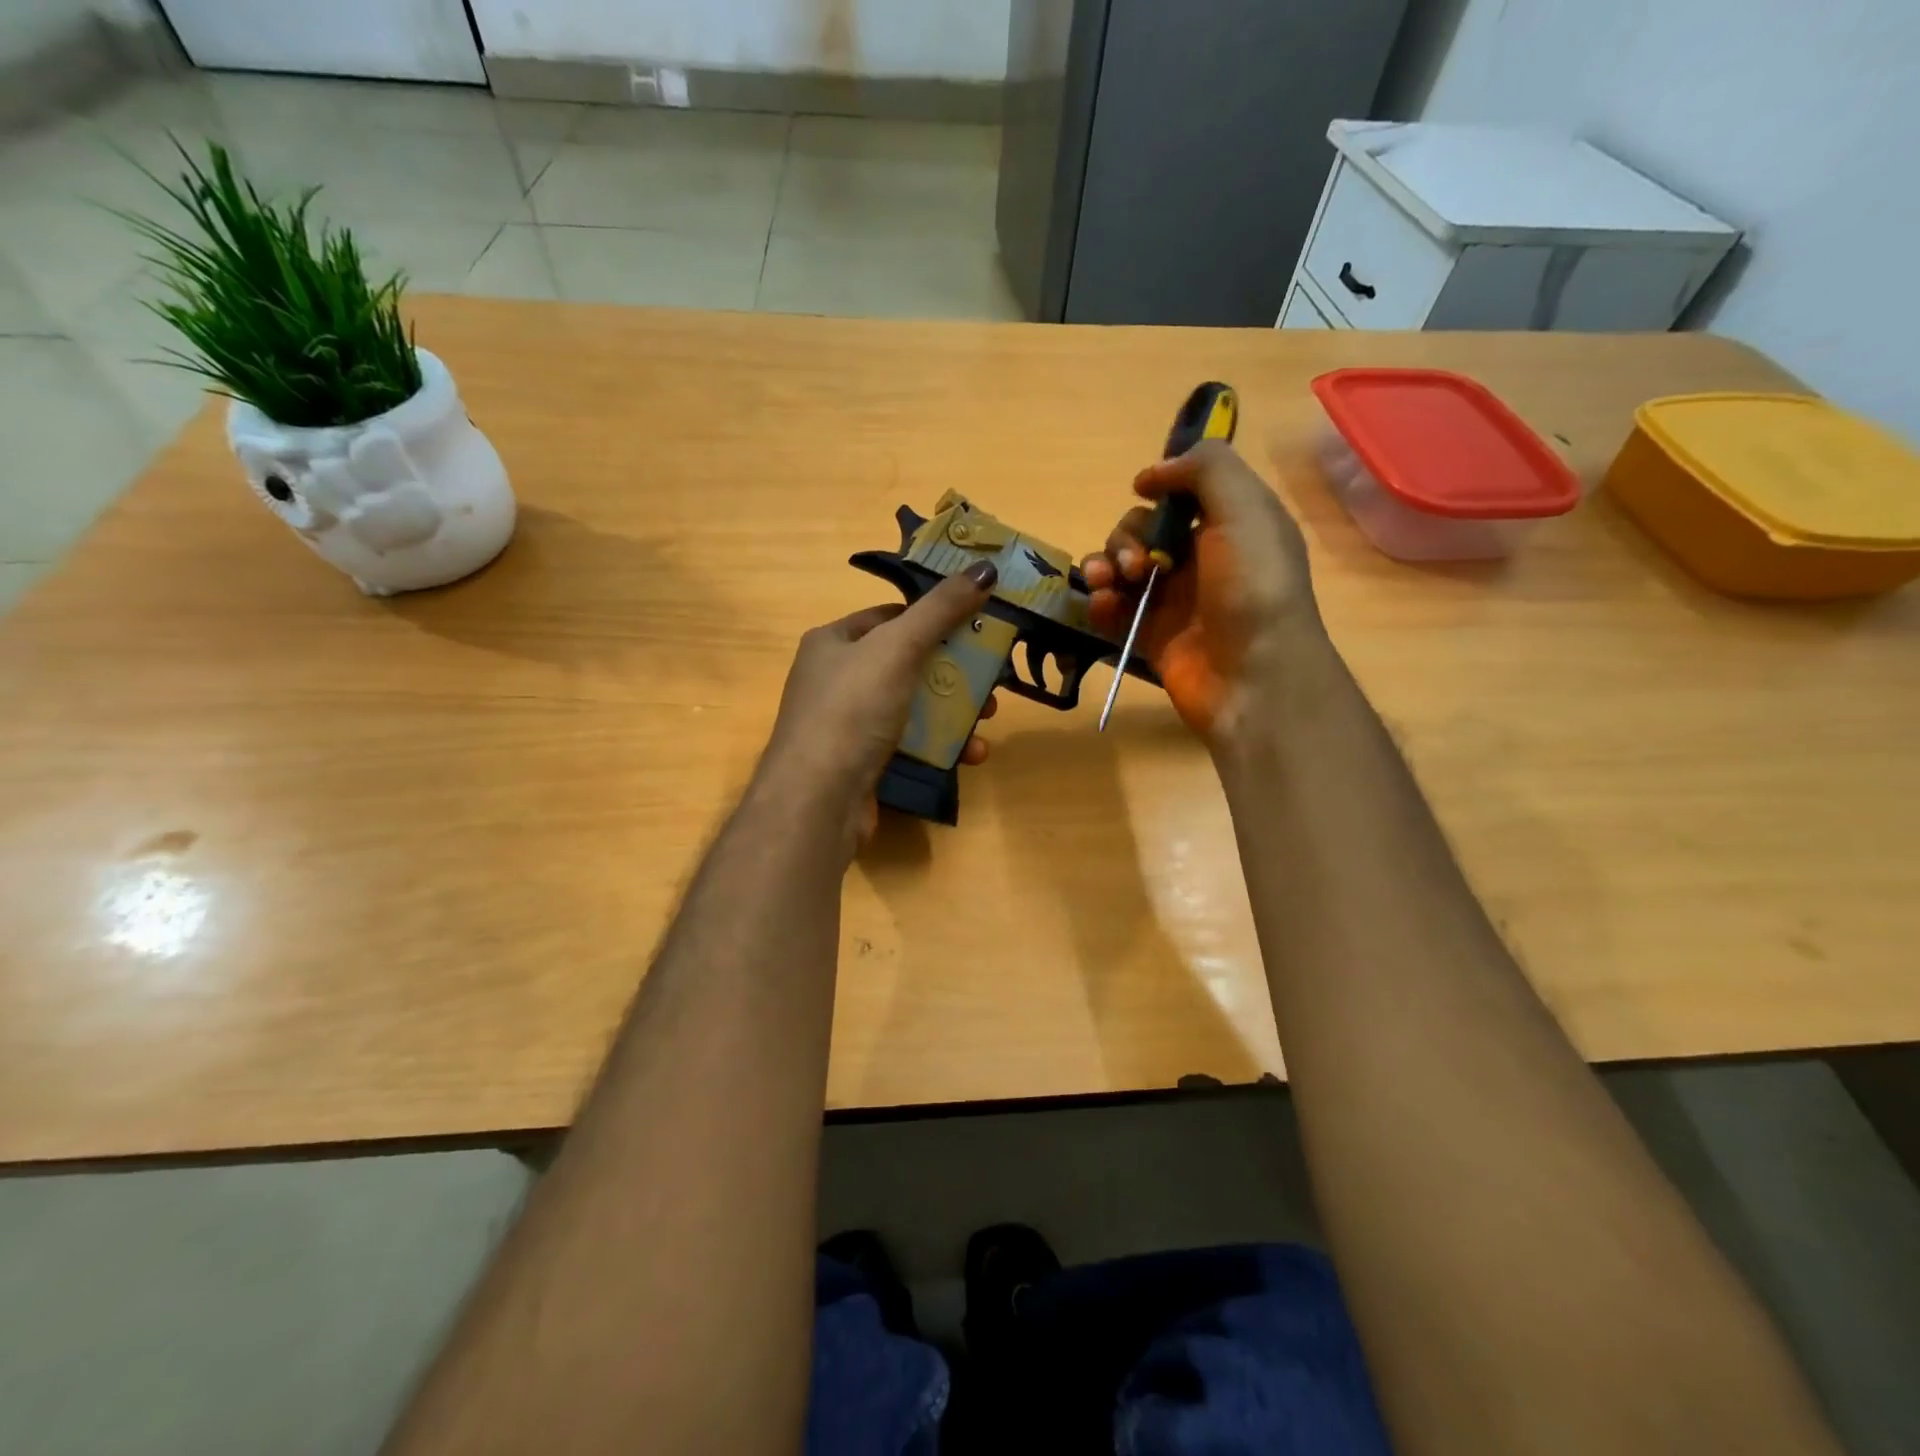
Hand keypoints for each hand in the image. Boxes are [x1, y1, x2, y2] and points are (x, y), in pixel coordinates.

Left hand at [756, 561, 999, 845]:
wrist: (817, 799)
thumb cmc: (852, 710)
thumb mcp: (898, 647)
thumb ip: (941, 609)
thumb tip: (984, 568)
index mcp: (833, 642)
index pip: (890, 616)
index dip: (934, 617)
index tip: (976, 625)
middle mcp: (837, 679)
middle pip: (908, 663)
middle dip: (954, 671)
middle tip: (993, 679)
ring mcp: (849, 725)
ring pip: (914, 706)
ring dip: (956, 711)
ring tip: (988, 720)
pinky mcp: (864, 762)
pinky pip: (910, 743)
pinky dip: (942, 745)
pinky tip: (970, 755)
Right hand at [1082, 441, 1323, 743]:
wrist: (1253, 678)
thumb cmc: (1253, 588)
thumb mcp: (1245, 510)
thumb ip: (1204, 470)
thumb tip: (1151, 474)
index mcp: (1232, 524)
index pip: (1186, 492)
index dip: (1162, 485)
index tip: (1143, 490)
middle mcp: (1201, 557)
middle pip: (1144, 528)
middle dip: (1127, 536)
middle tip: (1136, 563)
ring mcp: (1174, 599)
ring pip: (1122, 566)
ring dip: (1105, 564)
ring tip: (1107, 582)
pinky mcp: (1150, 634)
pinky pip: (1113, 608)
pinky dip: (1101, 602)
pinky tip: (1102, 606)